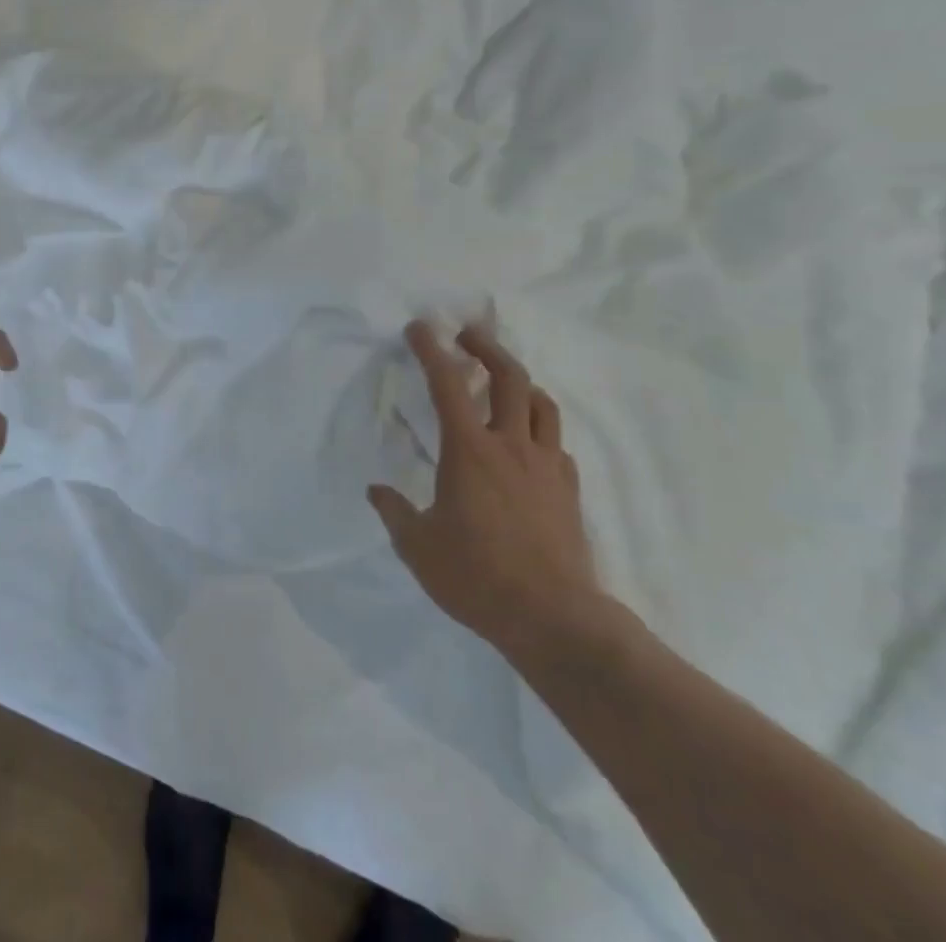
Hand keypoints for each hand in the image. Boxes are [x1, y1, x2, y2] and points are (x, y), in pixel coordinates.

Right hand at [369, 321, 602, 659]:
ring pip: (541, 403)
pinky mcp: (568, 490)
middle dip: (486, 347)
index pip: (446, 383)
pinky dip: (539, 429)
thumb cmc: (477, 576)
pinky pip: (555, 443)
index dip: (431, 349)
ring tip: (503, 382)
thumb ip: (395, 512)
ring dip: (521, 382)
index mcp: (468, 450)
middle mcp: (510, 445)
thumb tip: (376, 491)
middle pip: (508, 377)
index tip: (419, 327)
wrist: (553, 618)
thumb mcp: (418, 547)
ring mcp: (545, 465)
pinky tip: (528, 443)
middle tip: (468, 335)